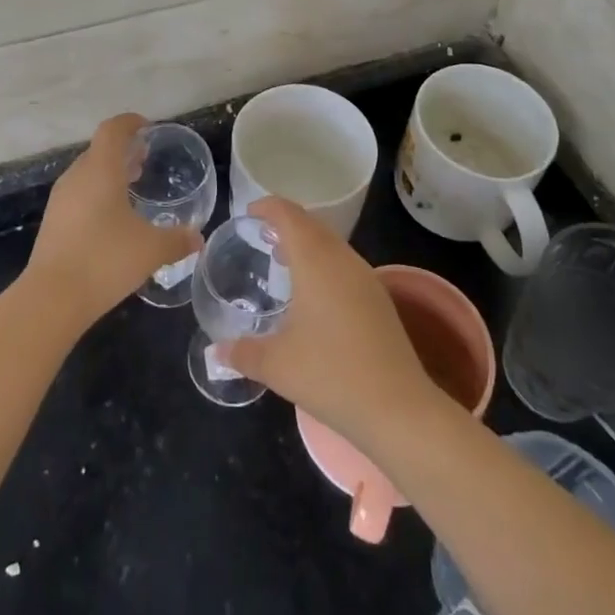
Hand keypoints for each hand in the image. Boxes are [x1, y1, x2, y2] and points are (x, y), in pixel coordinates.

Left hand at [25, 114, 203, 330]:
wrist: (52, 299)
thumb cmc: (105, 260)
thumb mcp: (151, 249)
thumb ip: (178, 240)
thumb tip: (198, 238)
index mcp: (100, 169)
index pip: (113, 130)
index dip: (130, 123)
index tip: (148, 128)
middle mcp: (77, 177)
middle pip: (99, 150)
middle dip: (122, 151)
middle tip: (145, 160)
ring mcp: (61, 200)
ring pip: (87, 173)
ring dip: (109, 173)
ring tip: (132, 186)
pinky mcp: (53, 222)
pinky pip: (79, 194)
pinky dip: (97, 194)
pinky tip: (113, 219)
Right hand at [222, 198, 439, 447]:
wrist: (398, 407)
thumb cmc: (330, 374)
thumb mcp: (277, 365)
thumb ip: (243, 353)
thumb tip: (216, 351)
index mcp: (315, 261)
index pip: (289, 215)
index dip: (267, 207)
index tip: (248, 213)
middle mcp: (342, 259)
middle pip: (312, 224)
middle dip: (286, 223)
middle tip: (261, 236)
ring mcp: (366, 278)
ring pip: (331, 244)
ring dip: (307, 244)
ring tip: (283, 261)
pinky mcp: (379, 299)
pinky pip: (344, 264)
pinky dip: (323, 263)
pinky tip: (313, 293)